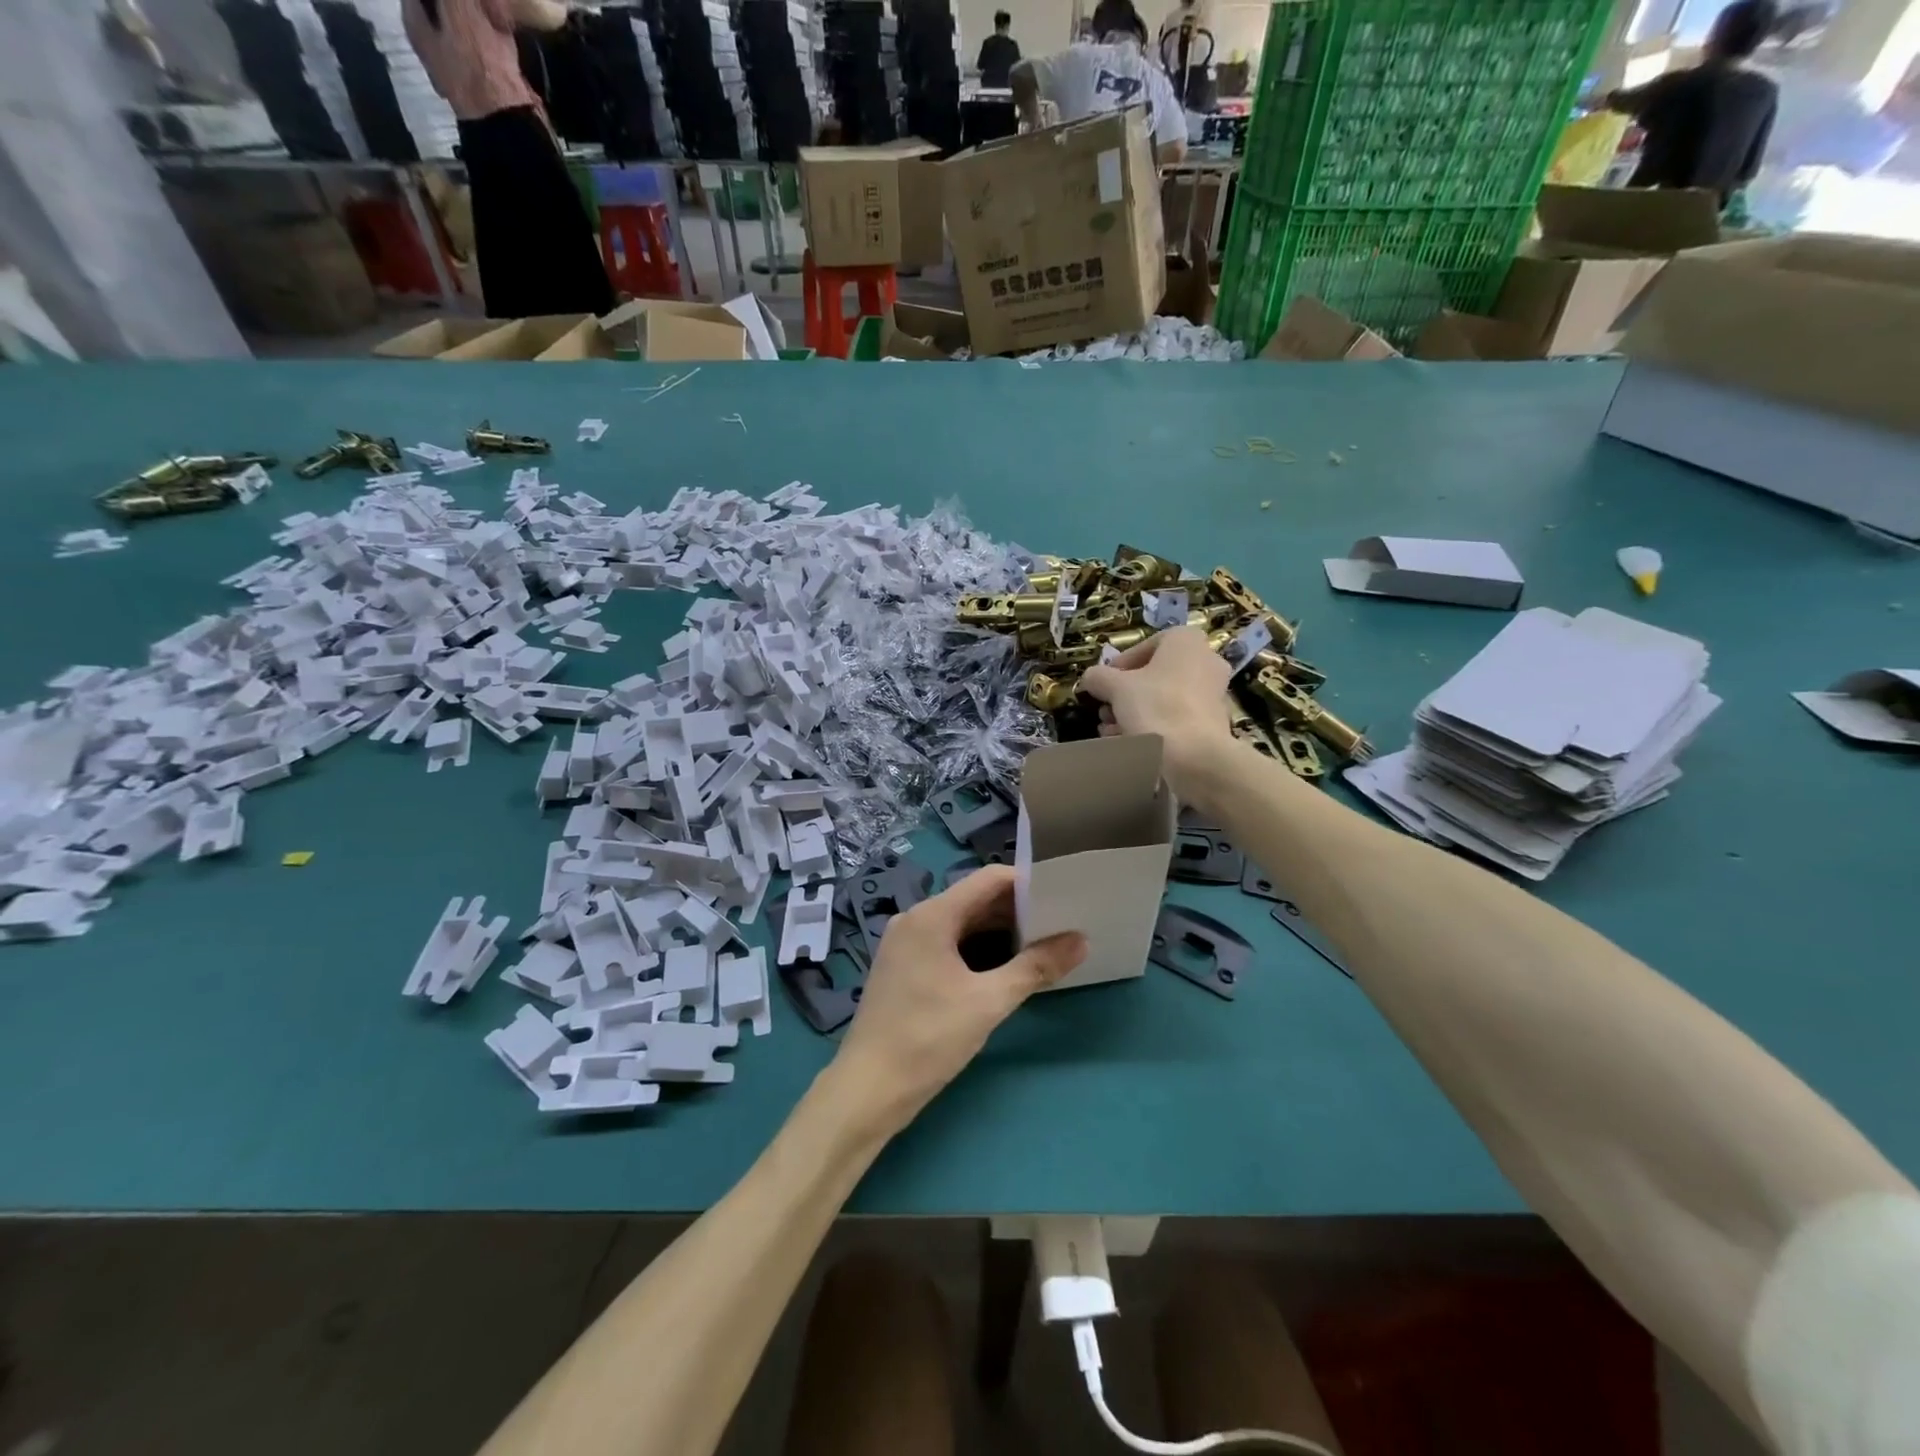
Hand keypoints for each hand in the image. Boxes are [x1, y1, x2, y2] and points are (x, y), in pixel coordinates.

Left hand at [832, 865, 1085, 1136]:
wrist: (868, 1089)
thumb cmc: (928, 1038)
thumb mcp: (989, 1002)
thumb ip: (1036, 967)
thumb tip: (1081, 940)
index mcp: (932, 915)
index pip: (989, 879)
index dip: (1028, 883)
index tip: (1063, 897)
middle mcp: (916, 919)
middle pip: (975, 900)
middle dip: (1018, 912)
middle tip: (1061, 924)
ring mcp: (906, 943)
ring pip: (962, 924)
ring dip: (1000, 933)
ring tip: (1043, 946)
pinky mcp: (905, 966)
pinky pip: (948, 943)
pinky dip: (978, 950)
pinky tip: (1006, 969)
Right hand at [1080, 626, 1236, 804]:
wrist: (1195, 756)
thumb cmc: (1156, 708)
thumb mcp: (1115, 687)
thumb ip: (1098, 677)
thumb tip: (1090, 678)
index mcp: (1186, 642)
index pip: (1145, 646)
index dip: (1119, 665)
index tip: (1103, 685)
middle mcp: (1206, 661)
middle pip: (1154, 675)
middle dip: (1125, 694)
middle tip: (1106, 711)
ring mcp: (1213, 693)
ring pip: (1164, 699)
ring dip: (1134, 713)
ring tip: (1111, 732)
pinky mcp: (1213, 723)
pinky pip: (1177, 719)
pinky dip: (1154, 728)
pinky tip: (1131, 745)